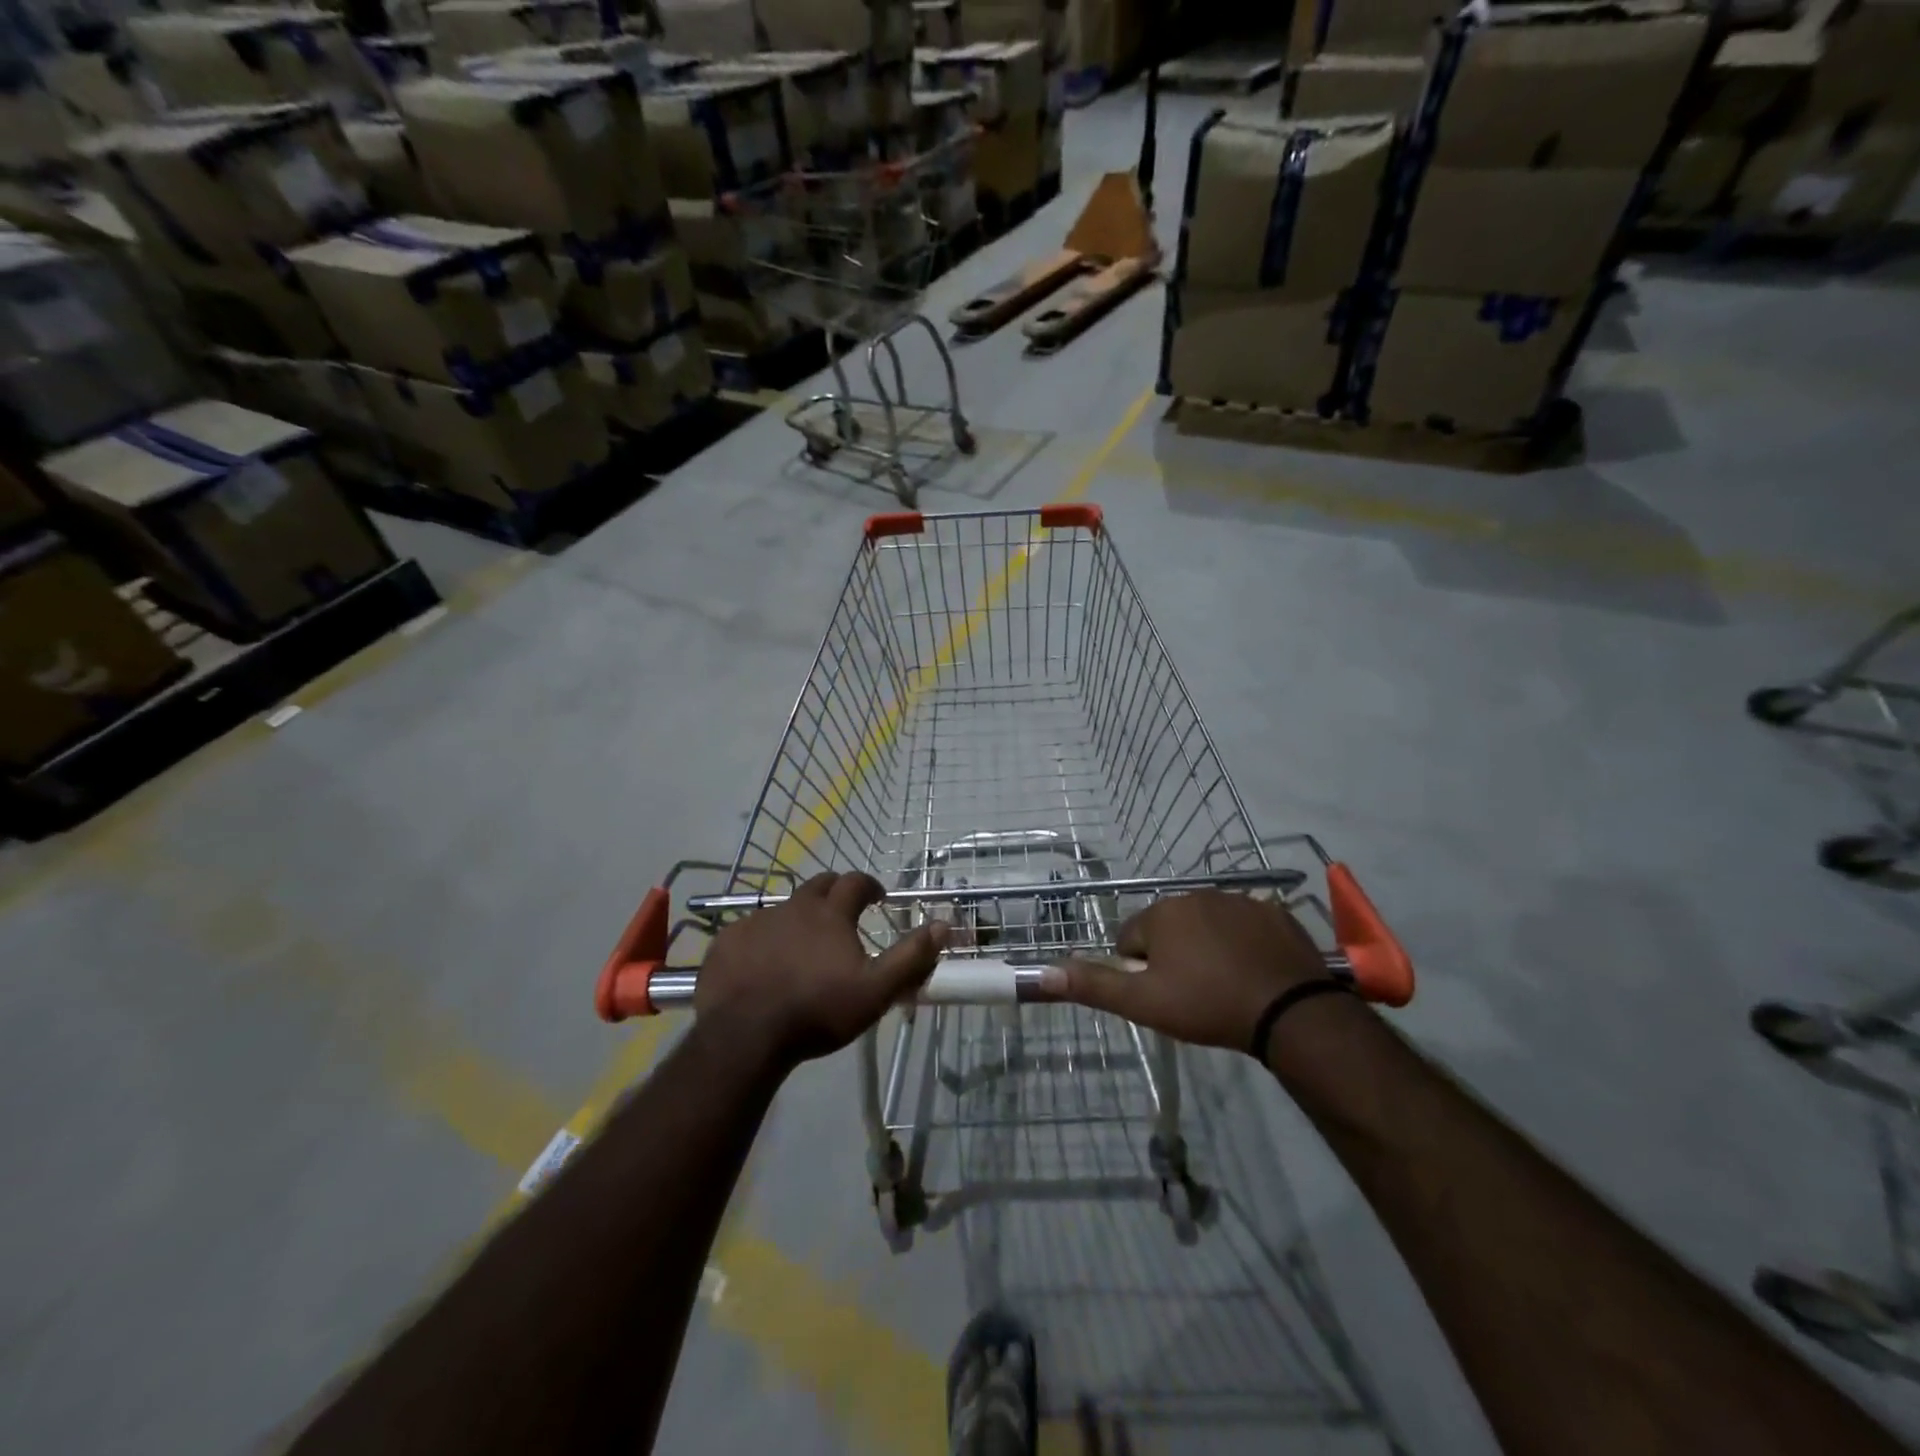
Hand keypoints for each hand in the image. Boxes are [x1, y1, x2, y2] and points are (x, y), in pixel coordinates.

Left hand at [695, 872, 948, 1067]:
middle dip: (836, 893)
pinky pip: (751, 930)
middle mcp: (793, 907)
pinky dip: (764, 939)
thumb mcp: (876, 990)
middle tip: (843, 913)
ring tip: (803, 946)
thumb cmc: (818, 1011)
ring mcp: (757, 921)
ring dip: (799, 918)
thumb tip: (943, 924)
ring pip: (784, 908)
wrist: (746, 1036)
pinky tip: (763, 963)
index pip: (855, 882)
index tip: (877, 897)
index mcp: (830, 913)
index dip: (869, 885)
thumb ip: (911, 957)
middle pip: (819, 885)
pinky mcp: (727, 941)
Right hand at [1039, 891, 1327, 1052]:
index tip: (1162, 995)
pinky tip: (1253, 973)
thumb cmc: (1208, 1005)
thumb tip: (1042, 972)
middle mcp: (1196, 895)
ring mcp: (1239, 900)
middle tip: (1192, 994)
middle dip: (1173, 956)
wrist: (1290, 1012)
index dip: (1140, 970)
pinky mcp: (1274, 913)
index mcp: (1162, 912)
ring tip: (1225, 986)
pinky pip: (1244, 926)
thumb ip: (1093, 985)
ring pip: (1206, 925)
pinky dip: (1242, 945)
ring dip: (1206, 948)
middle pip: (1168, 928)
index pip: (1130, 938)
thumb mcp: (1144, 1003)